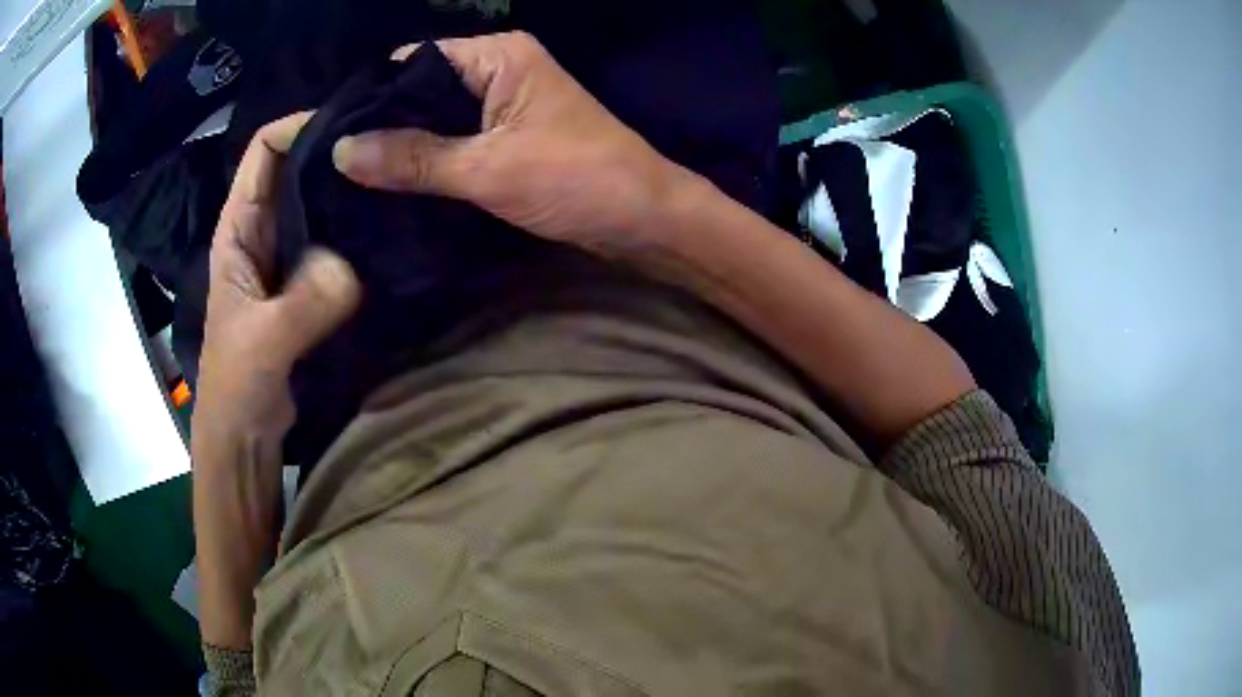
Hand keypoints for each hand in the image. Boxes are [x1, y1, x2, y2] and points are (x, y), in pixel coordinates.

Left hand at [193, 113, 360, 455]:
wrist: (246, 432)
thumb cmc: (236, 384)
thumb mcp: (262, 342)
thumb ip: (303, 303)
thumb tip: (351, 266)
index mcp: (238, 228)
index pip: (263, 150)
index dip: (299, 126)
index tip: (350, 124)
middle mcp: (262, 230)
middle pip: (296, 167)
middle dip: (335, 150)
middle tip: (389, 143)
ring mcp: (286, 256)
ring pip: (318, 203)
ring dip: (350, 190)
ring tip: (396, 178)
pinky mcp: (308, 283)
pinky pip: (335, 240)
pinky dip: (357, 229)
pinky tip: (389, 227)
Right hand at [331, 32, 699, 258]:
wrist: (644, 219)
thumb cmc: (577, 181)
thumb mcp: (488, 169)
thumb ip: (414, 158)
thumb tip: (341, 151)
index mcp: (498, 56)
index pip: (415, 61)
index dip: (372, 95)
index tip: (328, 132)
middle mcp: (498, 69)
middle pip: (422, 88)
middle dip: (381, 123)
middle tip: (331, 161)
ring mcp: (504, 103)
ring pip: (436, 117)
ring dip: (401, 144)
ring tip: (349, 175)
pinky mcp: (509, 136)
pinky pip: (454, 139)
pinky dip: (426, 158)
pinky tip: (390, 182)